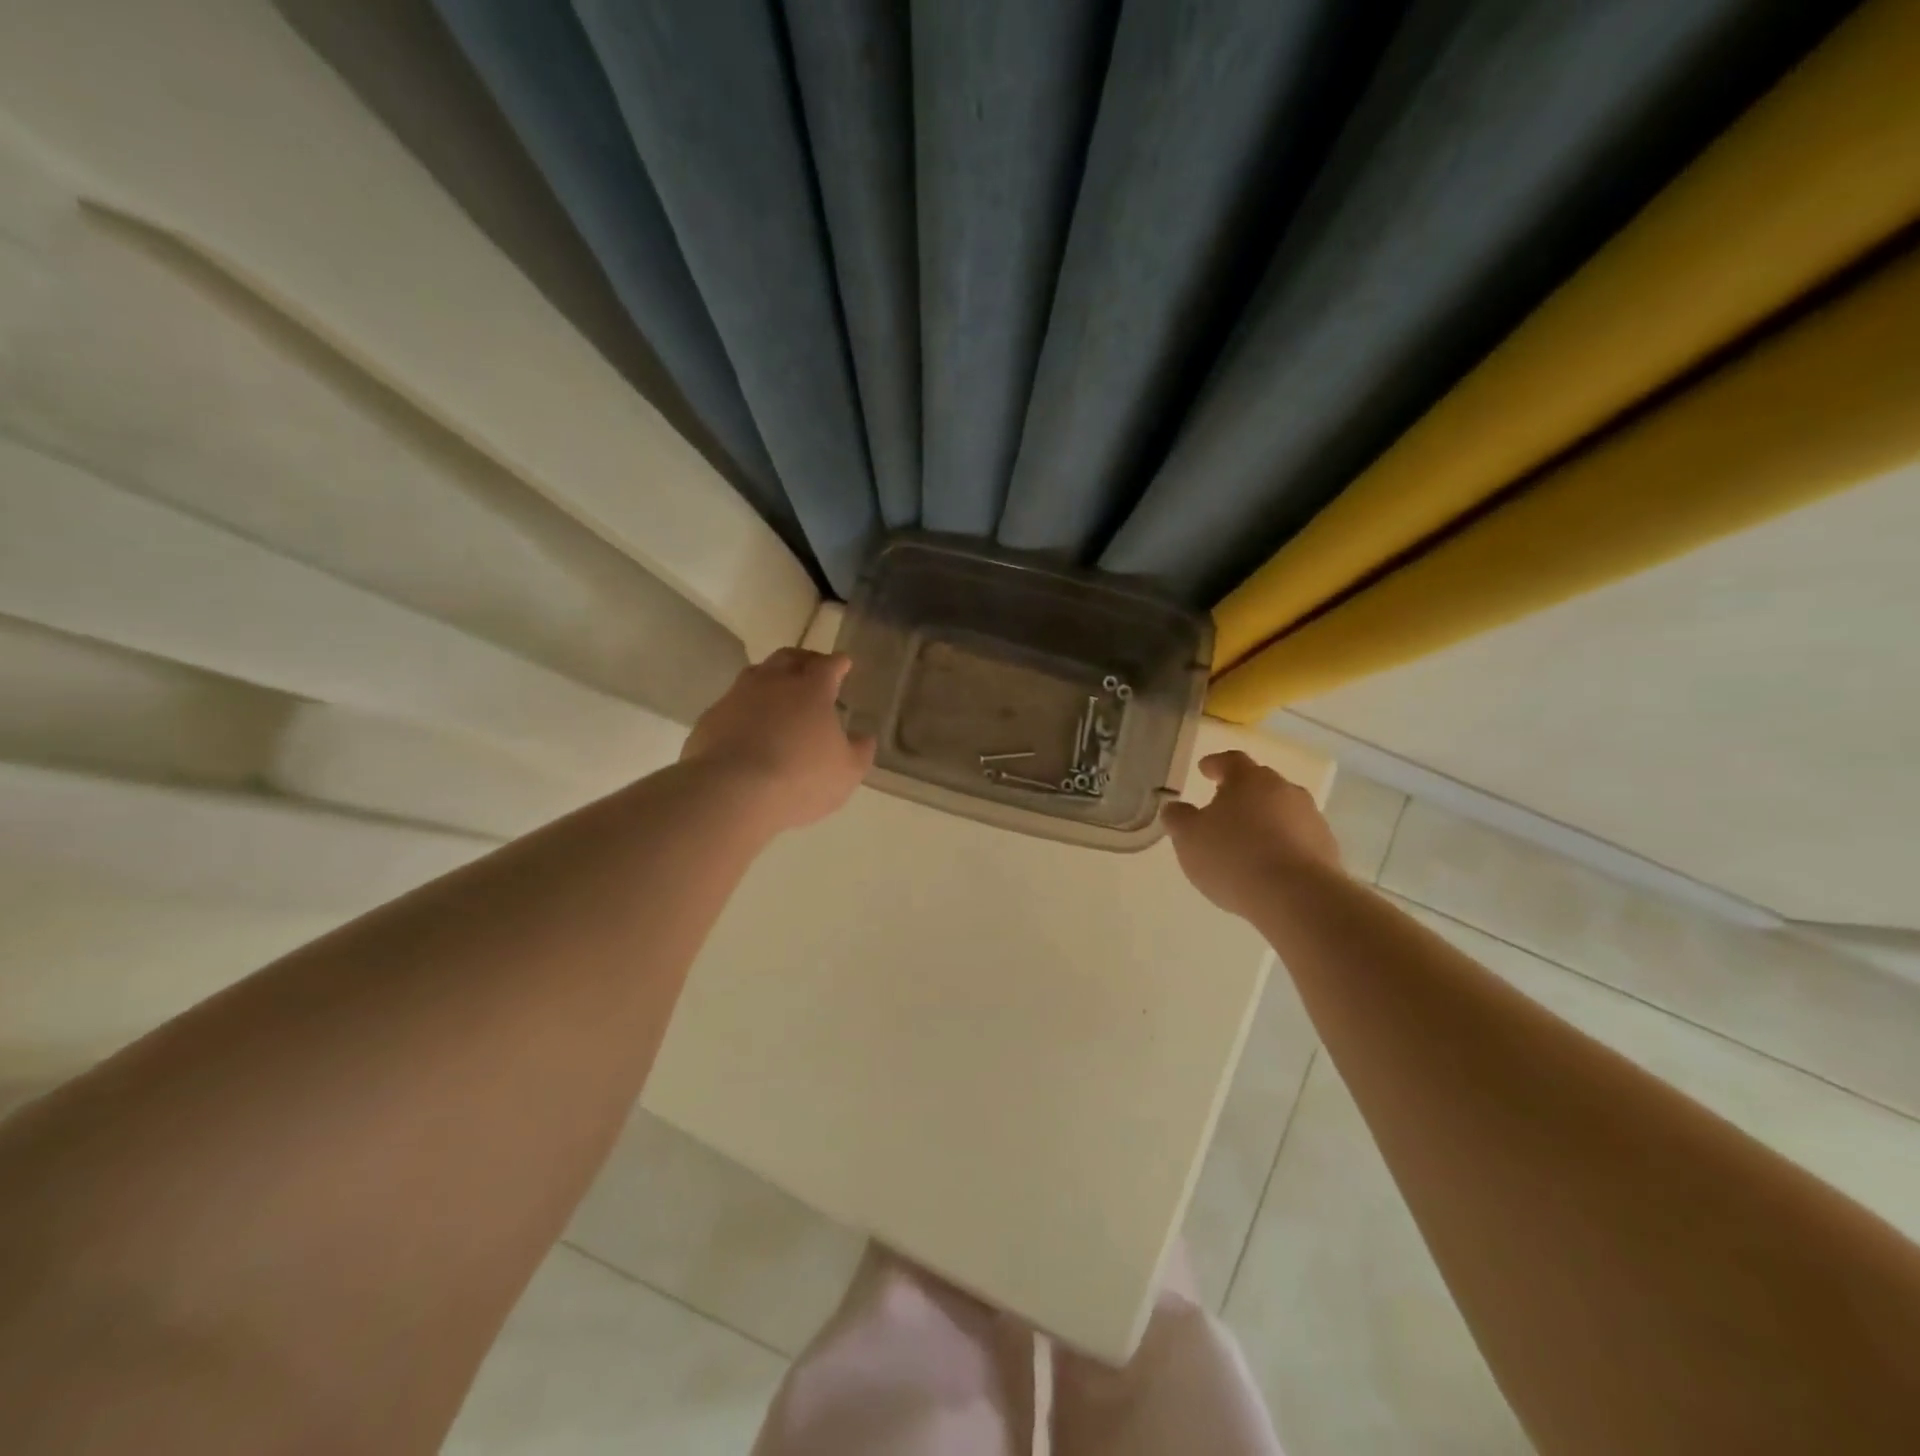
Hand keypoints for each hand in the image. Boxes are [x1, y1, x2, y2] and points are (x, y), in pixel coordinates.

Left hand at [680, 649, 875, 833]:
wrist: (731, 793)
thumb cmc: (800, 778)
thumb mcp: (846, 772)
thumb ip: (859, 751)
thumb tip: (863, 737)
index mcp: (811, 689)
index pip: (829, 665)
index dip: (839, 663)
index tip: (844, 663)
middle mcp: (773, 682)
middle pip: (789, 657)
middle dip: (804, 659)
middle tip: (812, 668)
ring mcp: (737, 697)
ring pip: (756, 675)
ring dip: (771, 679)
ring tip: (778, 694)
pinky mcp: (711, 718)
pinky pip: (732, 704)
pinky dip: (745, 708)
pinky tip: (748, 726)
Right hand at [1161, 751, 1341, 917]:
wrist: (1297, 897)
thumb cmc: (1233, 857)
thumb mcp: (1188, 837)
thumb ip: (1178, 818)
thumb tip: (1175, 807)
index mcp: (1249, 779)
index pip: (1231, 761)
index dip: (1215, 764)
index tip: (1204, 769)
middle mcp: (1284, 790)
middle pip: (1260, 784)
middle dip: (1241, 794)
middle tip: (1223, 809)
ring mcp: (1311, 819)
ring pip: (1281, 811)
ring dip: (1264, 821)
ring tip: (1247, 843)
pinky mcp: (1327, 849)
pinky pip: (1297, 839)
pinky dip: (1282, 845)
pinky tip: (1269, 867)